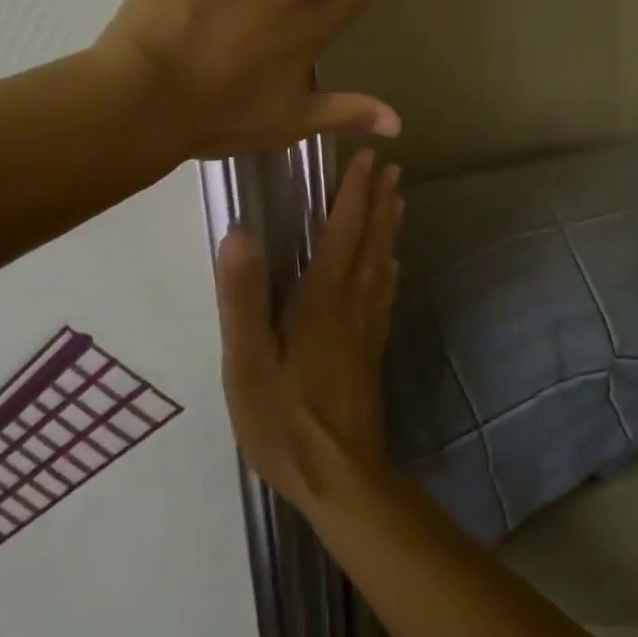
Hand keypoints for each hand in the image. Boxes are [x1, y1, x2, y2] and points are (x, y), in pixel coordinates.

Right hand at [215, 149, 402, 515]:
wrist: (341, 478)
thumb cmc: (285, 421)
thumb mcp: (248, 363)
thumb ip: (243, 299)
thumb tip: (239, 234)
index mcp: (323, 300)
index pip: (342, 232)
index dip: (353, 193)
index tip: (366, 158)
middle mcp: (352, 304)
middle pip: (370, 241)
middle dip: (379, 201)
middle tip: (391, 166)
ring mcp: (367, 328)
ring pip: (382, 263)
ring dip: (389, 227)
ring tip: (398, 199)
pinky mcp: (372, 351)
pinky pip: (384, 294)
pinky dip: (389, 269)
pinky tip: (391, 265)